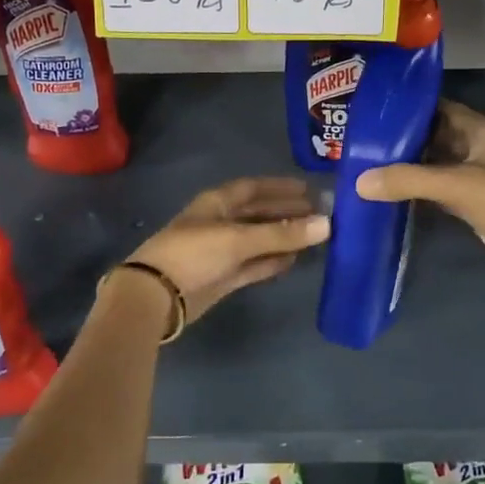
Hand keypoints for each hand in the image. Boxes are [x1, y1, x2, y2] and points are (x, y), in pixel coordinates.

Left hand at [124, 177, 329, 325]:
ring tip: (315, 236)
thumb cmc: (195, 254)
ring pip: (259, 239)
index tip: (309, 189)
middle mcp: (220, 222)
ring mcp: (221, 251)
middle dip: (287, 212)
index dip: (280, 187)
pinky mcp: (223, 277)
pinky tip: (294, 260)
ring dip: (283, 237)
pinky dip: (272, 260)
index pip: (254, 188)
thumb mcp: (239, 239)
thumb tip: (327, 224)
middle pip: (259, 213)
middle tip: (320, 214)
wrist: (156, 296)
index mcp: (218, 203)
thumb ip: (283, 233)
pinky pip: (254, 264)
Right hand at [354, 101, 484, 297]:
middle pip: (434, 137)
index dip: (410, 108)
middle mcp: (478, 149)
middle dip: (403, 139)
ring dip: (408, 167)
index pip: (440, 108)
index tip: (375, 112)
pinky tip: (389, 194)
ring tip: (367, 165)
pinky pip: (439, 191)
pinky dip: (417, 191)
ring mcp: (477, 178)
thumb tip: (359, 182)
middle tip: (362, 141)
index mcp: (481, 131)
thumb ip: (408, 180)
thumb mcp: (456, 185)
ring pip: (435, 165)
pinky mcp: (473, 205)